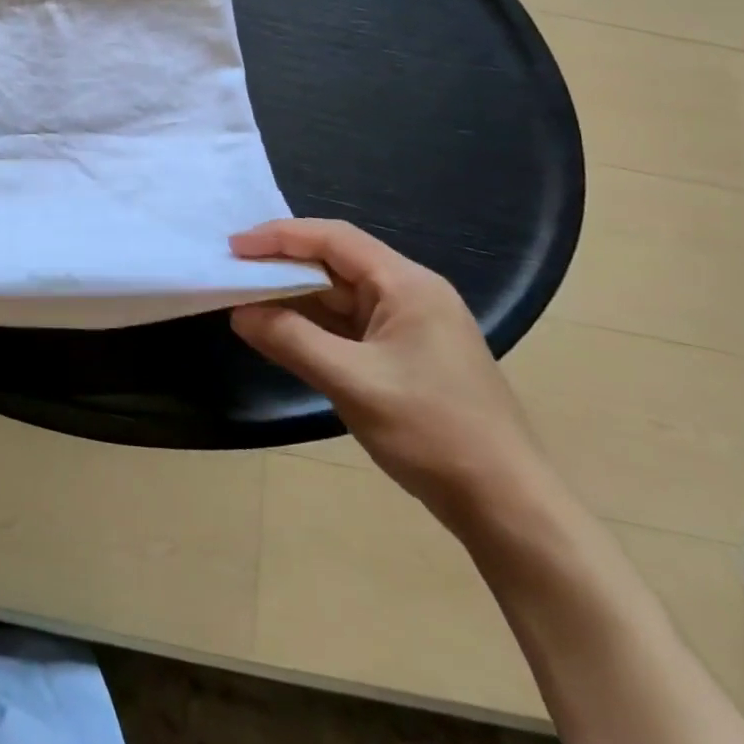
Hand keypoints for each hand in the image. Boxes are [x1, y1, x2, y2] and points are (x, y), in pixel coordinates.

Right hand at [230, 219, 551, 532]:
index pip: (334, 239)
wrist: (509, 506)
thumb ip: (291, 340)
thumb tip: (239, 313)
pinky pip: (350, 324)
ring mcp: (410, 325)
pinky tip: (283, 331)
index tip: (234, 247)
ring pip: (341, 294)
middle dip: (283, 263)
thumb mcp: (353, 383)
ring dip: (296, 294)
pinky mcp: (406, 355)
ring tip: (247, 297)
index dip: (280, 236)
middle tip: (234, 270)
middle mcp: (410, 293)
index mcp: (407, 285)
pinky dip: (313, 323)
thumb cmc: (434, 432)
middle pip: (336, 261)